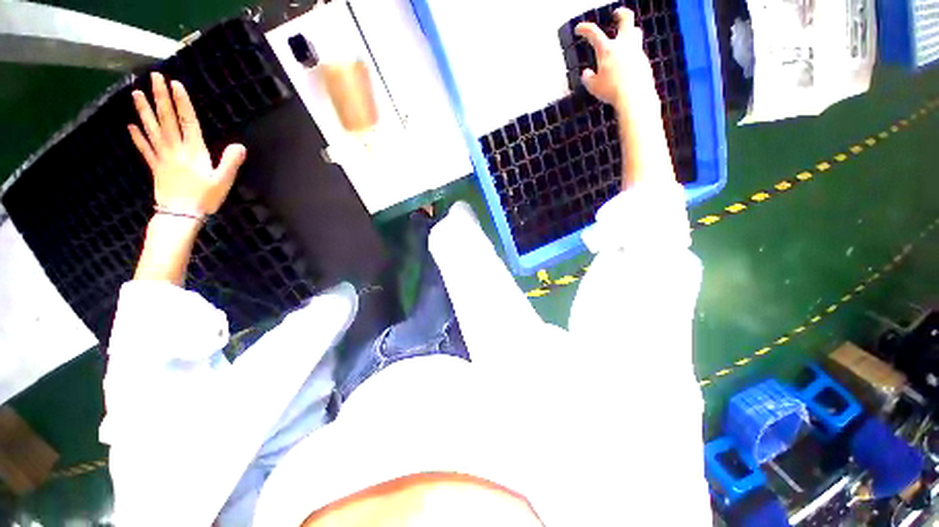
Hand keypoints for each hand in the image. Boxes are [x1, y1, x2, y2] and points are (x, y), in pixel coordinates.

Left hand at [128, 72, 245, 215]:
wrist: (181, 214)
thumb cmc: (205, 197)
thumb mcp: (223, 181)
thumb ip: (230, 162)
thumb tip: (240, 145)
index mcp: (194, 151)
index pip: (186, 121)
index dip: (181, 102)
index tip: (175, 84)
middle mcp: (175, 149)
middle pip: (166, 119)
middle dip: (160, 97)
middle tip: (154, 78)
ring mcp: (162, 157)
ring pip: (151, 129)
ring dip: (144, 110)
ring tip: (136, 93)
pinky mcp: (155, 167)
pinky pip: (144, 149)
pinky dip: (137, 137)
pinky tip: (130, 125)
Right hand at [575, 8, 656, 112]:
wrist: (634, 96)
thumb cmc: (611, 91)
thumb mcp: (593, 87)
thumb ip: (588, 78)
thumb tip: (586, 73)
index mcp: (607, 50)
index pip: (593, 33)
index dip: (584, 29)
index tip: (579, 29)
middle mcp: (623, 45)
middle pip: (626, 19)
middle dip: (621, 14)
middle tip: (617, 13)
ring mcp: (636, 51)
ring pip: (635, 32)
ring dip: (630, 31)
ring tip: (625, 36)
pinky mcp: (644, 61)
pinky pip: (638, 52)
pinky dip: (632, 54)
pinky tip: (628, 63)